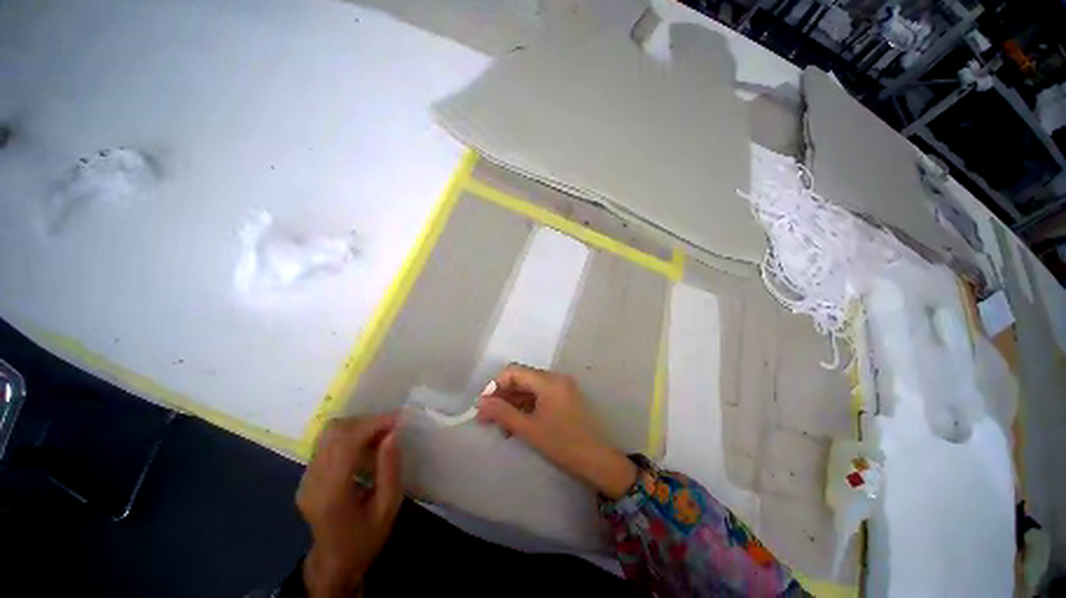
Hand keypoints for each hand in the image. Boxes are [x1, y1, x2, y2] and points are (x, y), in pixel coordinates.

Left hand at [297, 413, 402, 597]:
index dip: (372, 424)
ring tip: (381, 433)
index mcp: (331, 494)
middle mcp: (311, 482)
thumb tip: (393, 433)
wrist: (335, 562)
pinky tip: (366, 444)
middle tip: (391, 426)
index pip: (345, 444)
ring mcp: (305, 479)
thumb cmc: (366, 537)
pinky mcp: (306, 477)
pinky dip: (349, 435)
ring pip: (328, 434)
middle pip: (333, 433)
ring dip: (357, 426)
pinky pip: (327, 444)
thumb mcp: (388, 507)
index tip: (398, 418)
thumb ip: (390, 469)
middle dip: (366, 421)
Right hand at [475, 365, 636, 498]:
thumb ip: (502, 413)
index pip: (514, 372)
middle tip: (486, 418)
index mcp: (548, 381)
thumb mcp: (528, 429)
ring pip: (529, 388)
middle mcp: (555, 378)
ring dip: (513, 403)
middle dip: (502, 396)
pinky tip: (516, 424)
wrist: (596, 461)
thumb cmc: (562, 444)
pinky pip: (539, 396)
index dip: (495, 385)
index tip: (483, 406)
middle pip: (521, 379)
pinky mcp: (563, 397)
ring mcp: (561, 387)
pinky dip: (525, 407)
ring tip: (500, 426)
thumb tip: (480, 402)